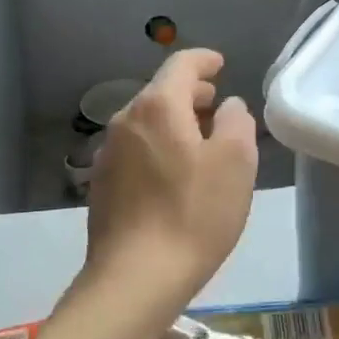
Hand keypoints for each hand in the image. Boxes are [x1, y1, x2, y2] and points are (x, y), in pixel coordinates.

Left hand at [84, 48, 258, 325]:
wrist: (135, 279)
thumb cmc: (193, 214)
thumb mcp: (236, 163)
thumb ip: (236, 122)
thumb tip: (228, 106)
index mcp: (158, 107)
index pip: (181, 64)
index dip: (204, 60)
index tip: (220, 64)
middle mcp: (125, 121)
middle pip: (161, 93)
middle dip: (191, 93)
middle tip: (217, 106)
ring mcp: (108, 154)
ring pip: (147, 123)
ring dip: (174, 123)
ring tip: (200, 142)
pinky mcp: (102, 185)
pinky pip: (136, 150)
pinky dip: (158, 148)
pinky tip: (173, 176)